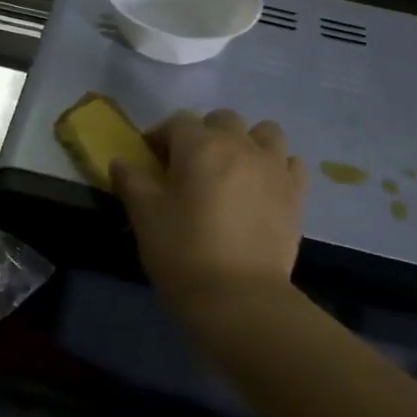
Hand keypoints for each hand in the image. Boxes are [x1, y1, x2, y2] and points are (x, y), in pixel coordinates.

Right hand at [112, 109, 307, 315]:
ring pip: (265, 132)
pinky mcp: (296, 194)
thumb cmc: (183, 251)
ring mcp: (274, 167)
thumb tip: (120, 162)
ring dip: (247, 141)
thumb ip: (131, 181)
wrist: (239, 297)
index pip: (177, 123)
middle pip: (222, 120)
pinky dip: (278, 166)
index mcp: (200, 145)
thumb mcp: (145, 215)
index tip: (150, 158)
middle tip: (189, 165)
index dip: (160, 136)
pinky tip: (263, 186)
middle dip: (203, 134)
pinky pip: (291, 163)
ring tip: (233, 169)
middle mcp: (240, 145)